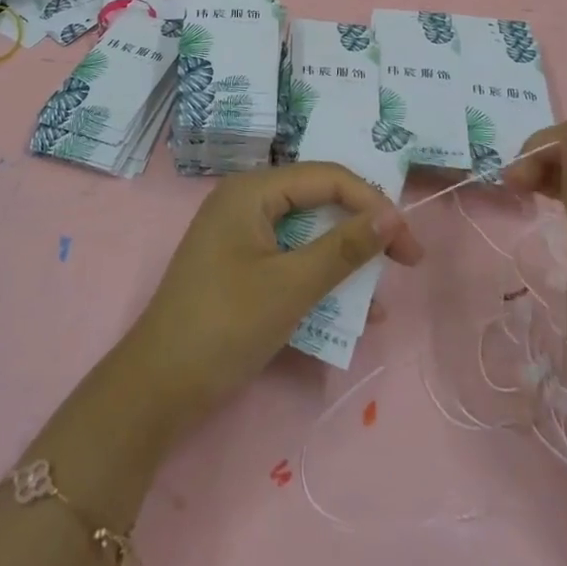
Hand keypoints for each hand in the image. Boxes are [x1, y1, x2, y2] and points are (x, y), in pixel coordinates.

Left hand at [115, 163, 422, 440]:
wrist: (157, 388)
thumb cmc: (225, 325)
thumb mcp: (291, 286)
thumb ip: (344, 248)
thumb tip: (392, 216)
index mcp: (252, 191)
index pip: (326, 177)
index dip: (373, 203)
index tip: (409, 243)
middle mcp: (246, 202)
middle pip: (318, 201)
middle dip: (363, 229)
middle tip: (405, 259)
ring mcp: (241, 235)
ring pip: (308, 233)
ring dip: (345, 260)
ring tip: (381, 291)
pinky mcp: (241, 267)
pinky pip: (291, 260)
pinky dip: (320, 279)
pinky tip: (352, 313)